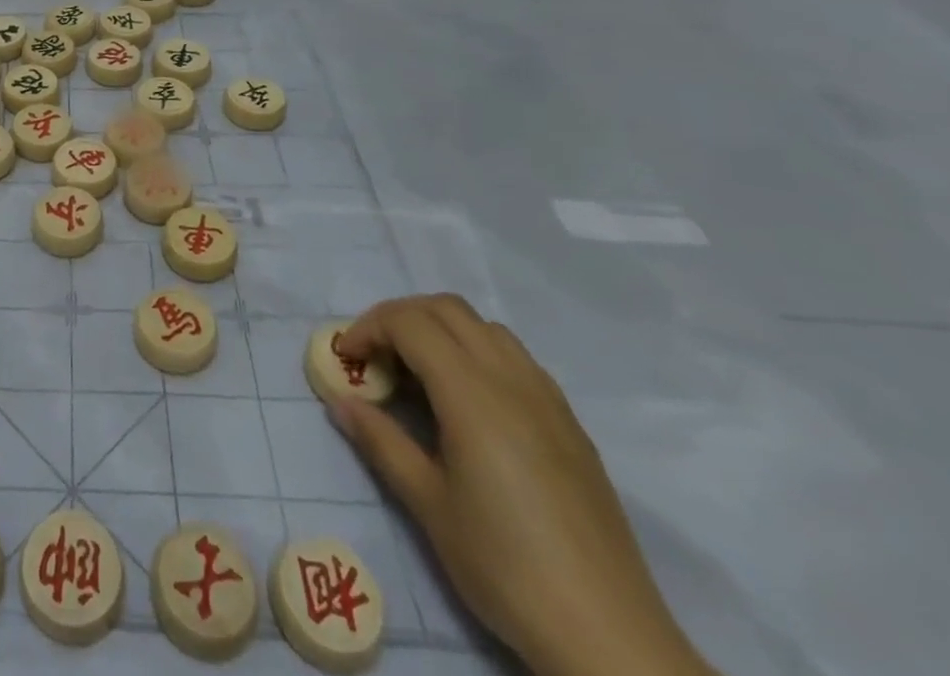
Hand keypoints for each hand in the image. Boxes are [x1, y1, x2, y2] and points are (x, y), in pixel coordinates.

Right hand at [328, 296, 711, 675]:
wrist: (609, 639)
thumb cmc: (505, 566)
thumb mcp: (428, 505)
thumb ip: (380, 441)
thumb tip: (340, 401)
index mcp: (473, 394)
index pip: (409, 323)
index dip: (368, 328)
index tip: (346, 359)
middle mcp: (512, 380)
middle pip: (445, 309)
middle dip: (399, 318)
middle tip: (375, 357)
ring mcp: (548, 399)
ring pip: (483, 327)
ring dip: (440, 330)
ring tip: (418, 374)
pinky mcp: (570, 424)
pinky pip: (515, 358)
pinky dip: (476, 352)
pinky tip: (467, 402)